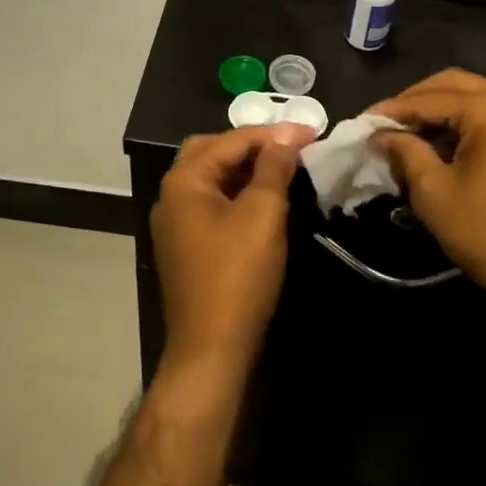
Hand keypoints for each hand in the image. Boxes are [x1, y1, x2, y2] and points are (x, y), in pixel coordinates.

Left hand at [153, 123, 314, 383]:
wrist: (211, 352)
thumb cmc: (237, 276)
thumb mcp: (262, 214)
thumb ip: (274, 168)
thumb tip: (288, 135)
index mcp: (184, 180)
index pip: (231, 140)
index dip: (274, 134)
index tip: (313, 133)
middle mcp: (172, 195)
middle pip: (213, 152)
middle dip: (253, 145)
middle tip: (291, 147)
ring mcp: (176, 223)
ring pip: (212, 178)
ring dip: (245, 168)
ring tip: (283, 167)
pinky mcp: (186, 246)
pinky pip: (212, 203)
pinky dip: (237, 192)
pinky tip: (263, 200)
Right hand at [368, 70, 485, 309]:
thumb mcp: (434, 193)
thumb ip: (405, 152)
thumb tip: (380, 135)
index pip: (432, 98)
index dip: (394, 108)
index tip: (364, 120)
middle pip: (455, 84)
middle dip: (417, 99)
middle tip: (386, 120)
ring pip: (474, 95)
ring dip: (439, 107)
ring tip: (407, 130)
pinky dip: (463, 118)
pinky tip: (439, 138)